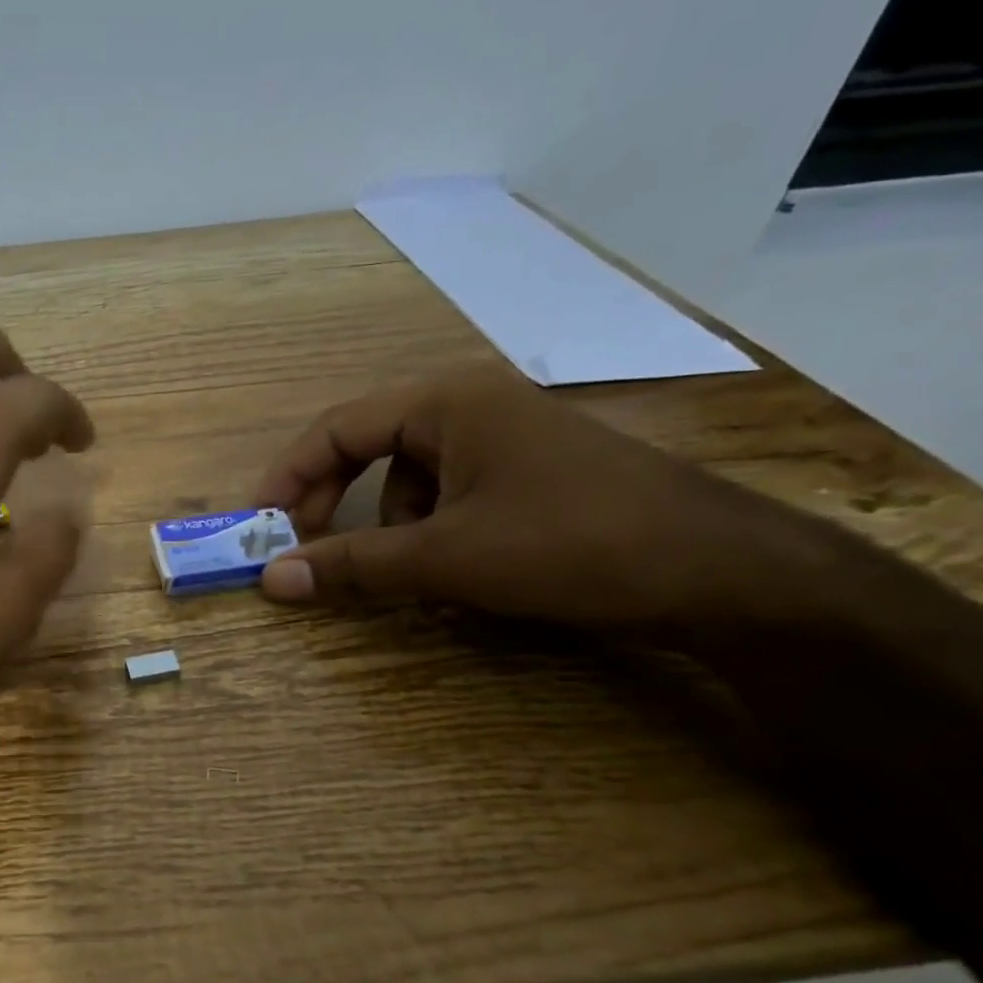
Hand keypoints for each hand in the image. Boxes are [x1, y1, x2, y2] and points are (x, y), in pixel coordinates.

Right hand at [254, 368, 792, 625]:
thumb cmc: (570, 544)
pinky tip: (451, 566)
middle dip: (333, 501)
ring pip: (408, 476)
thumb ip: (352, 566)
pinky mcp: (529, 470)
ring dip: (389, 524)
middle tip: (306, 548)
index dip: (289, 476)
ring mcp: (504, 435)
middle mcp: (470, 404)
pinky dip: (430, 529)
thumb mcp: (446, 559)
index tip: (260, 524)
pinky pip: (450, 491)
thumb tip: (270, 581)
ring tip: (403, 570)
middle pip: (367, 446)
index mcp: (445, 402)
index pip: (336, 428)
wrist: (723, 572)